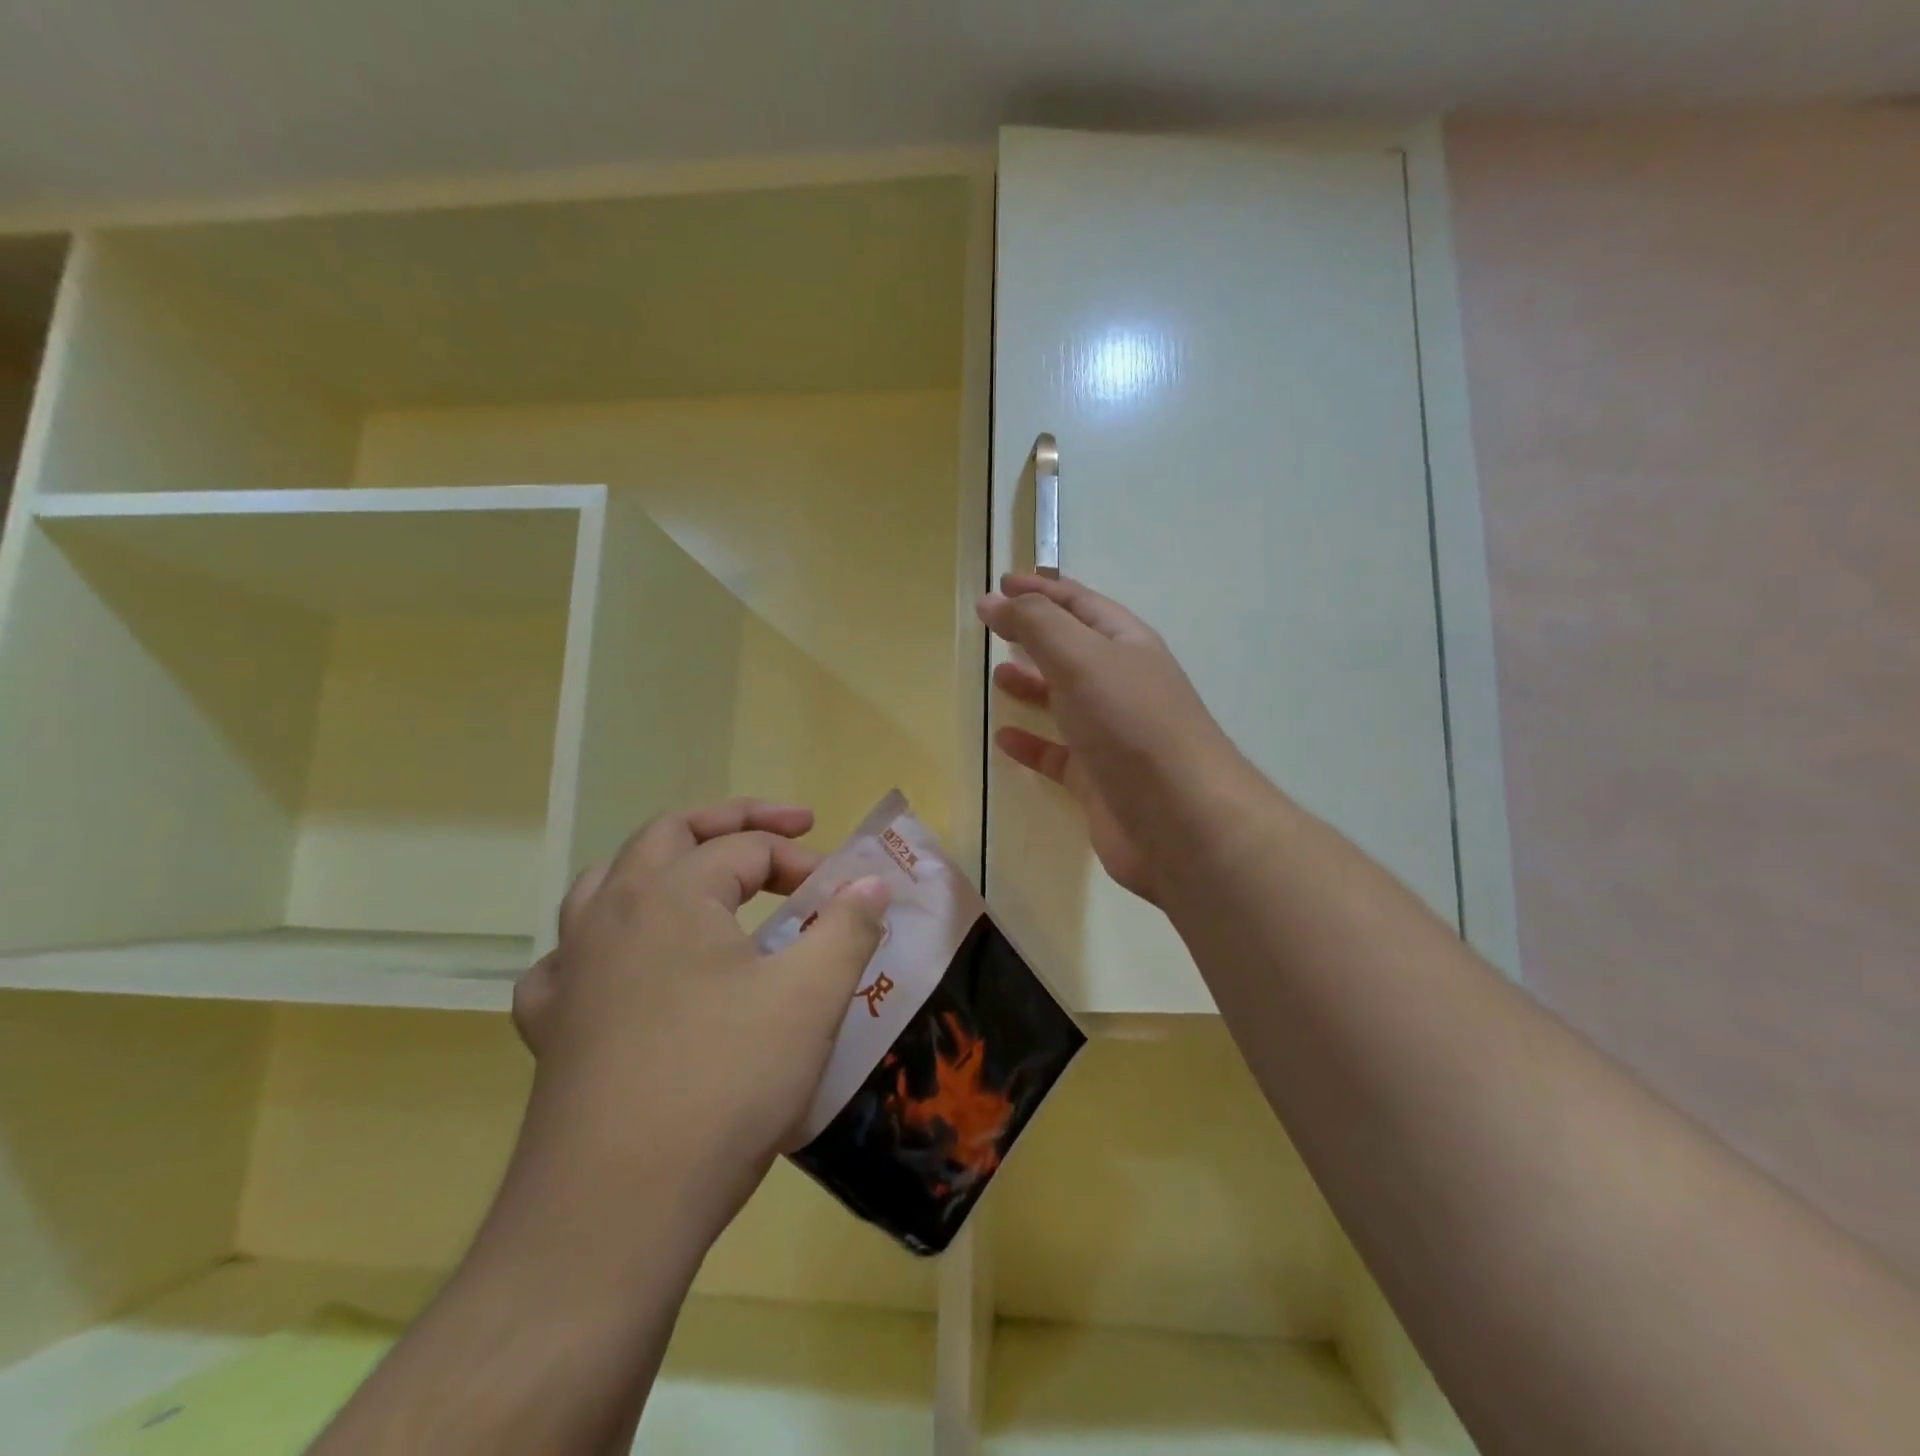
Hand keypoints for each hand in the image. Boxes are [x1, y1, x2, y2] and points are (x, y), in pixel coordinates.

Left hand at [511, 798, 889, 1243]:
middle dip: (730, 822)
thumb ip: (847, 927)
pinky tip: (624, 971)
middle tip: (783, 829)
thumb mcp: (811, 999)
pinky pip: (569, 961)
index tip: (841, 896)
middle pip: (668, 834)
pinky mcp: (551, 1028)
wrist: (615, 1212)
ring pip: (607, 883)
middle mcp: (612, 914)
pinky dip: (603, 945)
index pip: (747, 848)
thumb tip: (873, 883)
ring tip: (699, 881)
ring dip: (660, 867)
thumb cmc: (724, 1085)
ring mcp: (571, 970)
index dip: (802, 862)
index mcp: (672, 894)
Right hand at [979, 574, 1234, 902]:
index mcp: (1126, 645)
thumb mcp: (1082, 659)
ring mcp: (1112, 735)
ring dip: (1033, 686)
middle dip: (1036, 635)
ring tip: (997, 676)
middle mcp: (1122, 685)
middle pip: (1073, 650)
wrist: (1181, 821)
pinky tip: (1004, 740)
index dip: (1041, 590)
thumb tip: (994, 600)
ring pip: (1065, 701)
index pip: (1079, 604)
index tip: (1002, 583)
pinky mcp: (1098, 780)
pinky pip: (1058, 754)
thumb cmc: (1131, 725)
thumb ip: (1036, 625)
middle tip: (994, 628)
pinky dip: (1032, 744)